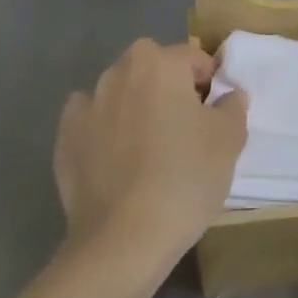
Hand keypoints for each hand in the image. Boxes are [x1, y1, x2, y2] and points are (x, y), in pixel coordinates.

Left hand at [54, 39, 248, 266]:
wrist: (122, 240)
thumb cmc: (184, 179)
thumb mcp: (229, 141)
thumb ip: (233, 107)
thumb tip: (229, 94)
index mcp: (159, 64)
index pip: (193, 58)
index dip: (209, 82)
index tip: (215, 114)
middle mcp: (118, 73)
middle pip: (152, 69)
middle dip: (169, 87)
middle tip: (185, 127)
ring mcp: (86, 105)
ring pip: (120, 93)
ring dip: (135, 107)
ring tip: (150, 148)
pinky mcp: (65, 138)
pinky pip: (91, 121)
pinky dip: (104, 130)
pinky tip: (117, 160)